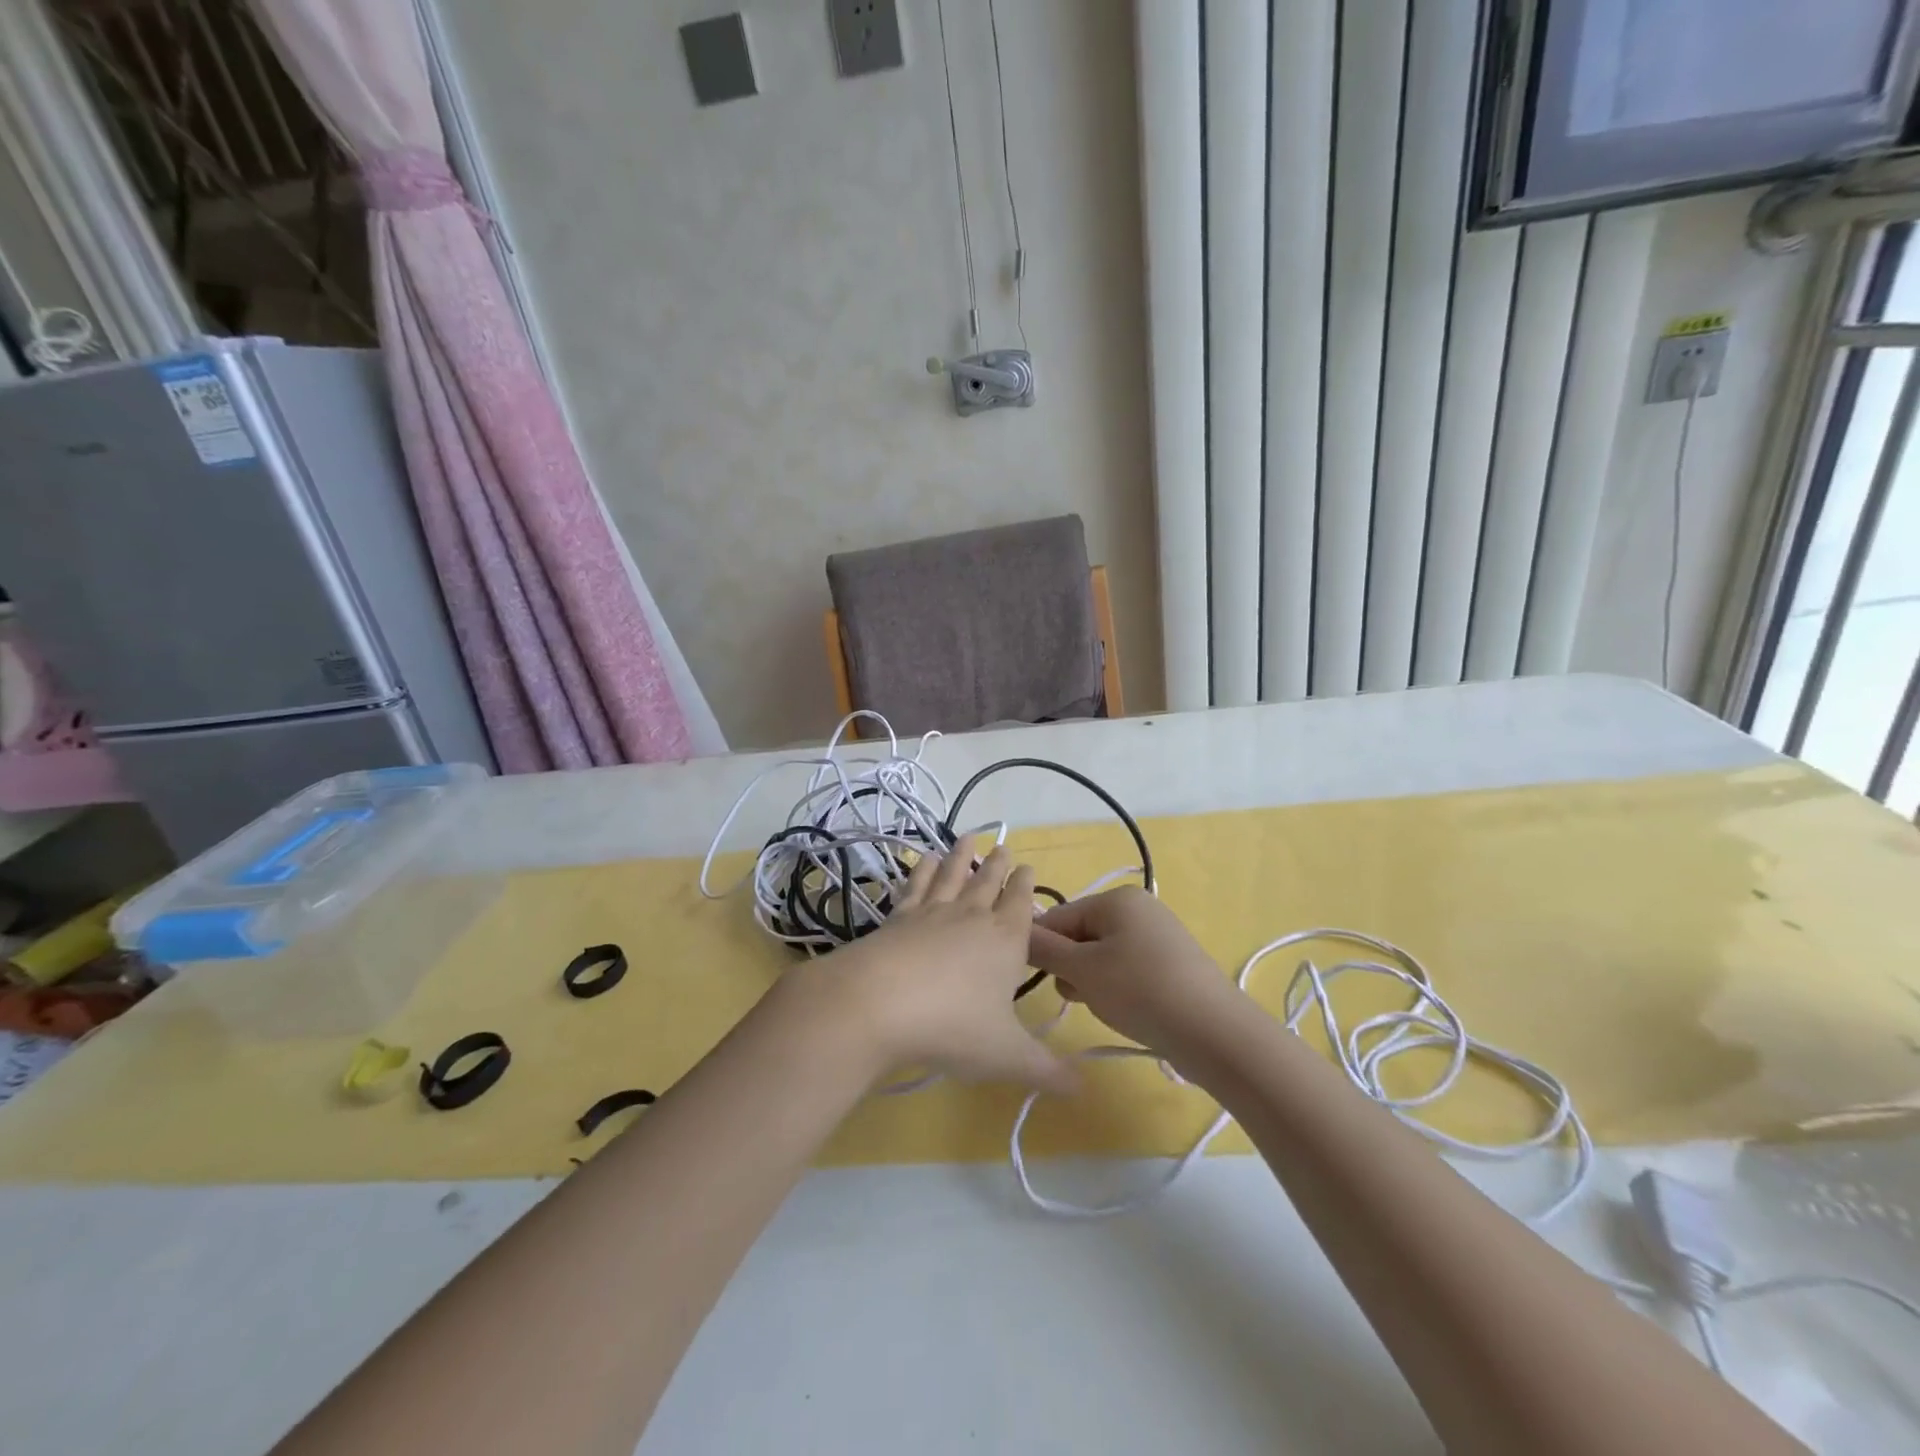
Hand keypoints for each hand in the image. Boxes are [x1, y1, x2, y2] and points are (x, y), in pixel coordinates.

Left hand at [794, 844, 1077, 1095]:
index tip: (1027, 867)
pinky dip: (921, 870)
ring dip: (961, 857)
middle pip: (988, 883)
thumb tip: (1084, 1089)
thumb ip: (1046, 1071)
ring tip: (967, 837)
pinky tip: (923, 859)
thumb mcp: (1007, 1056)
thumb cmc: (953, 1027)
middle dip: (998, 865)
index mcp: (1005, 941)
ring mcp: (932, 913)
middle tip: (1003, 846)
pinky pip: (915, 886)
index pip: (1021, 905)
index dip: (1025, 886)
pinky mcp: (898, 917)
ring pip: (952, 876)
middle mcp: (972, 918)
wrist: (880, 1004)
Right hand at [1027, 888, 1247, 1069]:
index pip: (1059, 917)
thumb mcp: (1082, 970)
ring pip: (1102, 956)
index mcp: (1117, 899)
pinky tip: (1127, 1011)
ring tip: (1107, 1006)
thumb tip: (1017, 933)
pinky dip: (1118, 989)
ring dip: (1092, 982)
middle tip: (1080, 995)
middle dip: (1071, 968)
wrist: (1214, 1032)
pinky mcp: (1171, 965)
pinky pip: (1127, 970)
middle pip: (1081, 935)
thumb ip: (1044, 950)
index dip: (1042, 948)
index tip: (1037, 979)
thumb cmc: (1140, 990)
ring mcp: (1158, 936)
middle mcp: (1138, 908)